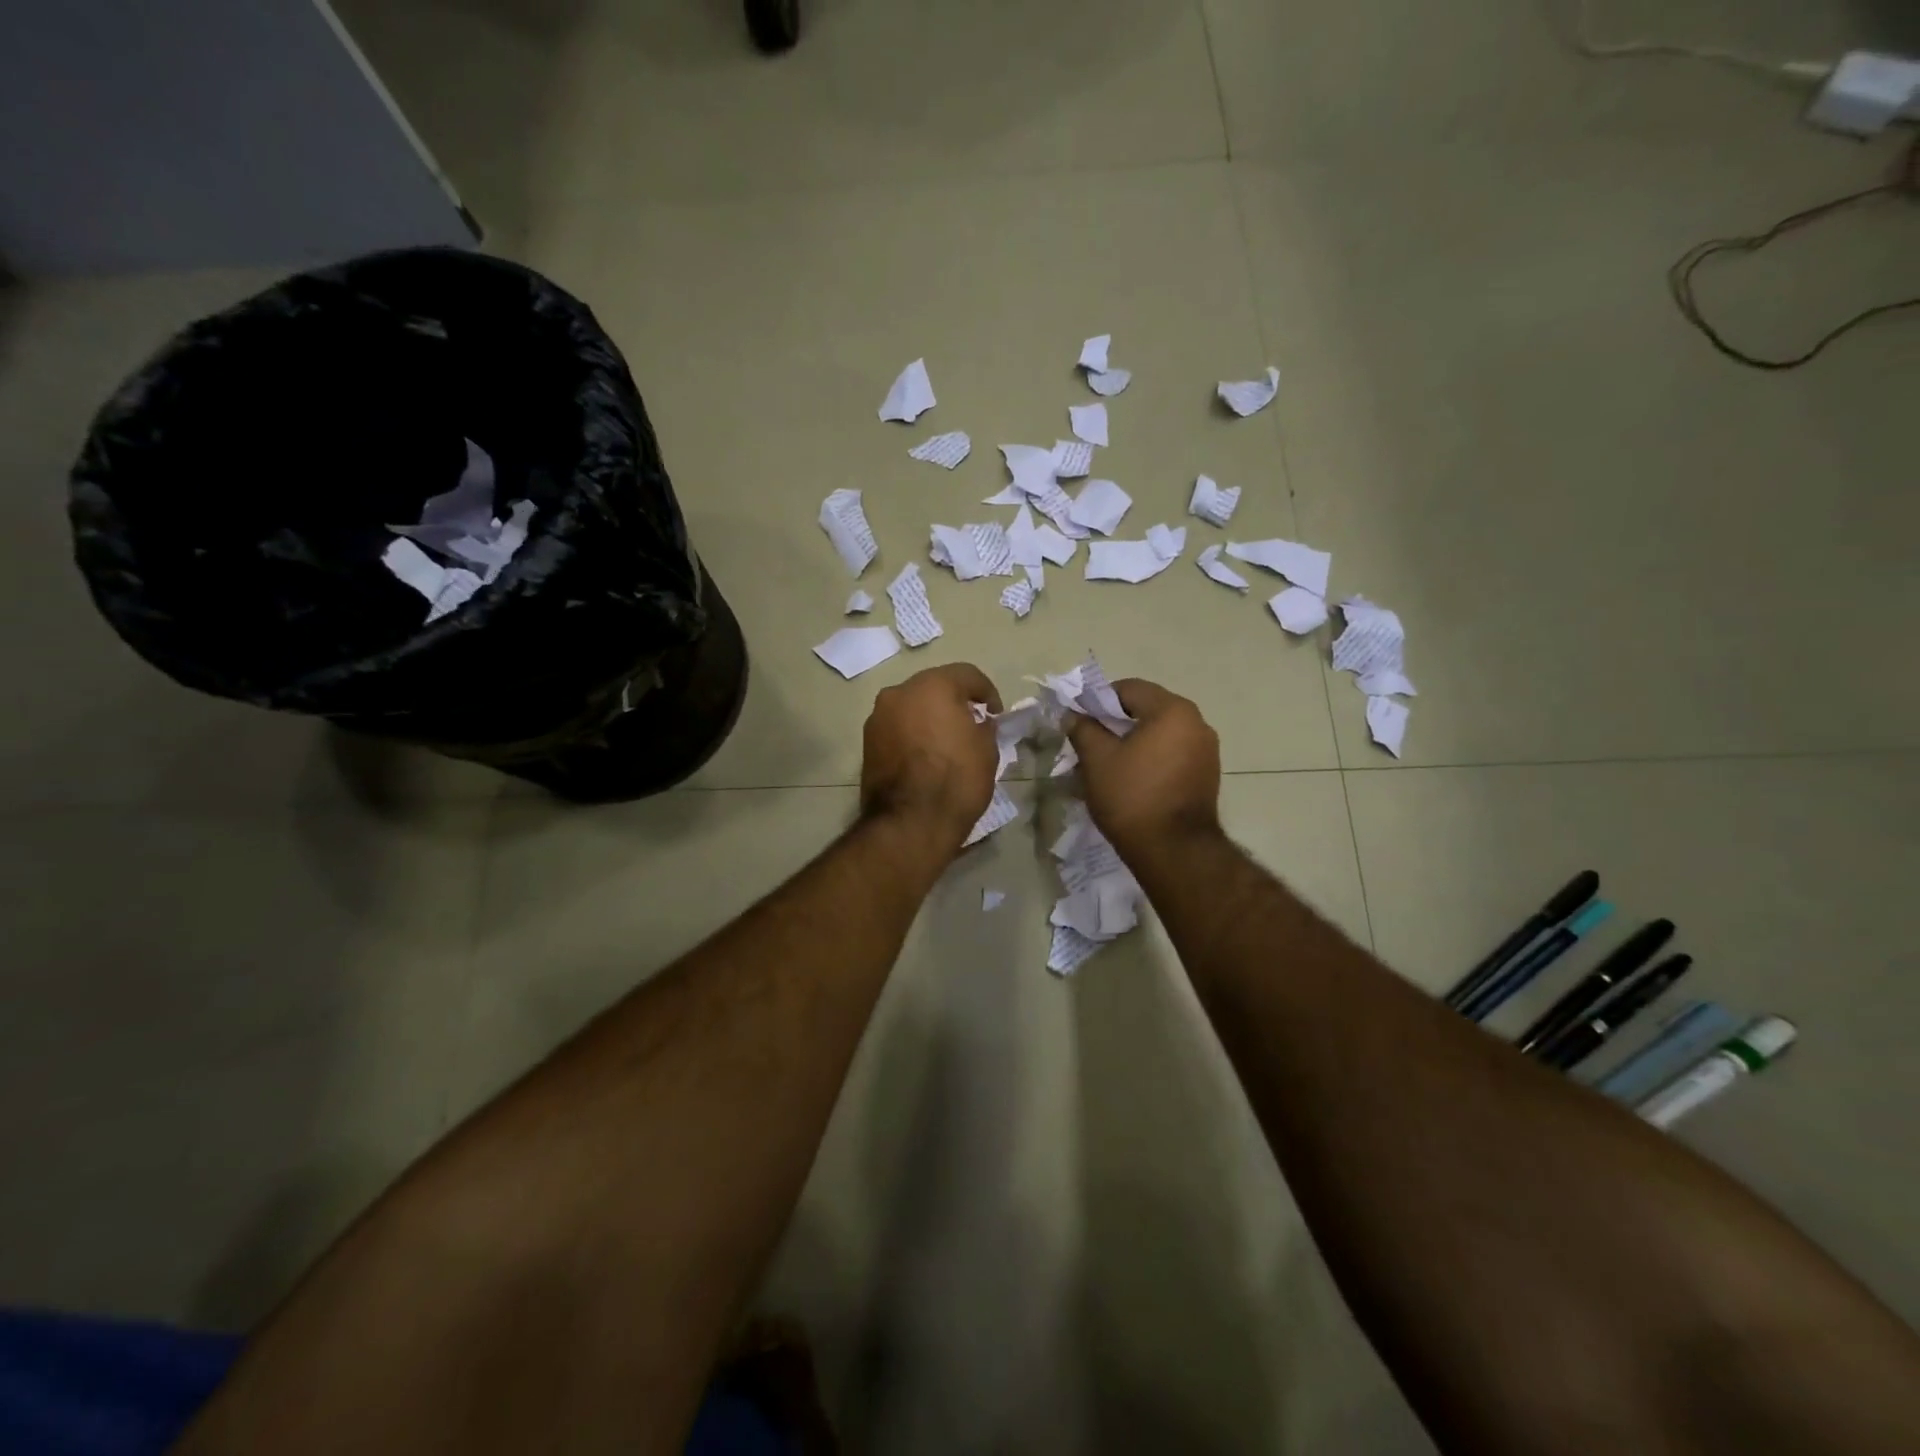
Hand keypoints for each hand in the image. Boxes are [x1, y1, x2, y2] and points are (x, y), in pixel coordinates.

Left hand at [860, 662, 1002, 851]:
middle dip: (953, 701)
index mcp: (933, 686)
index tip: (996, 714)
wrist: (910, 823)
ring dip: (929, 716)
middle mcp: (899, 692)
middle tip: (971, 723)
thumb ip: (984, 727)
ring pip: (911, 706)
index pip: (967, 675)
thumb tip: (978, 722)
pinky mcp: (867, 742)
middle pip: (933, 687)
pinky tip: (925, 755)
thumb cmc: (956, 781)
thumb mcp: (987, 750)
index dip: (987, 691)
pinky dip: (912, 733)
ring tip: (946, 741)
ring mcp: (878, 717)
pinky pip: (897, 727)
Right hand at [1066, 679, 1221, 862]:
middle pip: (1147, 709)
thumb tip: (1073, 715)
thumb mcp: (1097, 760)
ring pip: (1160, 734)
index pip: (1129, 689)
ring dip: (1134, 742)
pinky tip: (1132, 779)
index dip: (1098, 700)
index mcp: (1173, 710)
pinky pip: (1173, 754)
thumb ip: (1083, 729)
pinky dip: (1151, 758)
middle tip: (1089, 742)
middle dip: (1116, 723)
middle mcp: (1197, 723)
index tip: (1079, 720)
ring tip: (1108, 763)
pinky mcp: (1207, 775)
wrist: (1174, 851)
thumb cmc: (1132, 797)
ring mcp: (1207, 751)